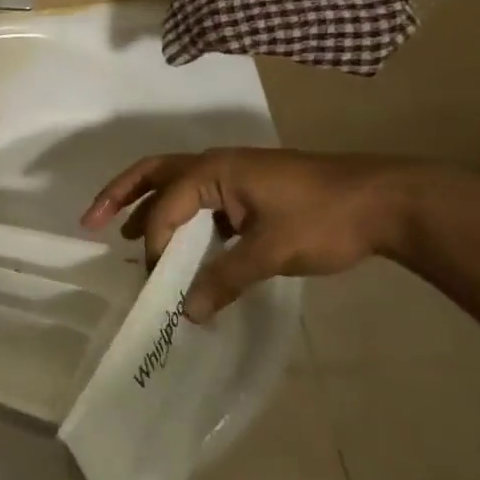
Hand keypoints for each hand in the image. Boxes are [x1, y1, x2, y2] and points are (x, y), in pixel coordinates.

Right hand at [81, 148, 420, 321]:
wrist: (389, 201)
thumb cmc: (325, 219)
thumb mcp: (271, 253)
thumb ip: (225, 280)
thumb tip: (189, 314)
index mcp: (214, 170)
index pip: (167, 206)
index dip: (158, 244)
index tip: (160, 282)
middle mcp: (215, 165)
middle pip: (153, 174)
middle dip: (120, 196)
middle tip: (90, 221)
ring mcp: (233, 174)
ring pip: (175, 184)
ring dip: (148, 205)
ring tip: (127, 235)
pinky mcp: (249, 189)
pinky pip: (200, 198)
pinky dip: (180, 215)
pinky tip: (183, 243)